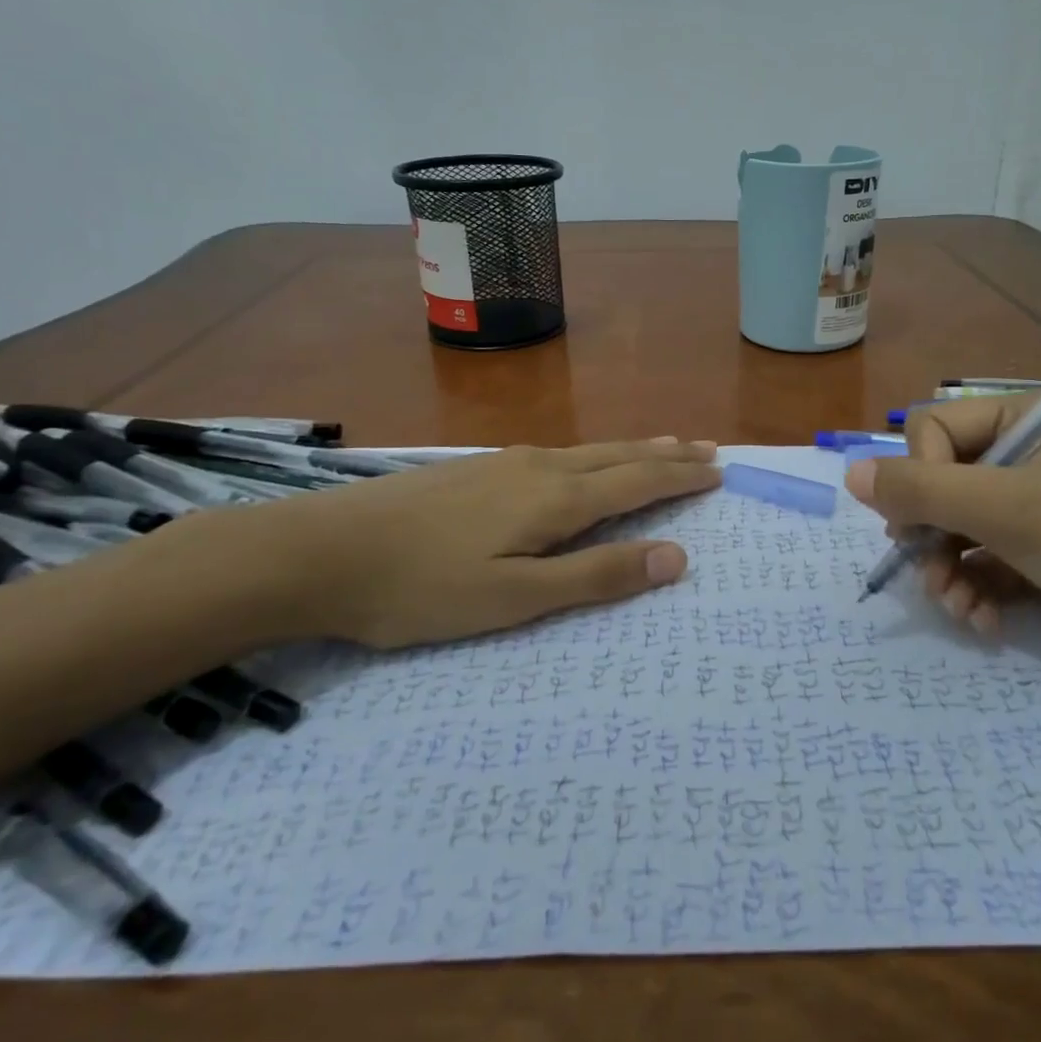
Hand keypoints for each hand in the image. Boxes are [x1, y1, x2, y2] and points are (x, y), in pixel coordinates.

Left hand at [240, 439, 720, 649]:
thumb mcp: (515, 598)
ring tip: (663, 443)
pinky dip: (594, 452)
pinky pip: (558, 452)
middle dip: (667, 454)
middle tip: (707, 448)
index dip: (680, 478)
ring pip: (588, 449)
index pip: (637, 482)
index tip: (719, 471)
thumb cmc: (422, 587)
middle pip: (619, 456)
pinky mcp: (476, 468)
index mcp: (556, 499)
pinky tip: (583, 458)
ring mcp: (504, 463)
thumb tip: (676, 557)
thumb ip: (596, 576)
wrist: (321, 551)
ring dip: (633, 448)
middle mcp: (540, 468)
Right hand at [844, 398, 1040, 697]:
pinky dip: (973, 591)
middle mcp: (1027, 459)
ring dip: (946, 570)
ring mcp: (1033, 511)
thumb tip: (850, 474)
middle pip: (939, 483)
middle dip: (929, 532)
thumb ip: (922, 490)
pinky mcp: (1039, 558)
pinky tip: (981, 621)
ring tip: (957, 605)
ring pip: (954, 529)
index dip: (922, 473)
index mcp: (1028, 422)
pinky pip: (981, 563)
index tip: (929, 518)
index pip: (936, 429)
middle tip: (928, 568)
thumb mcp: (1005, 510)